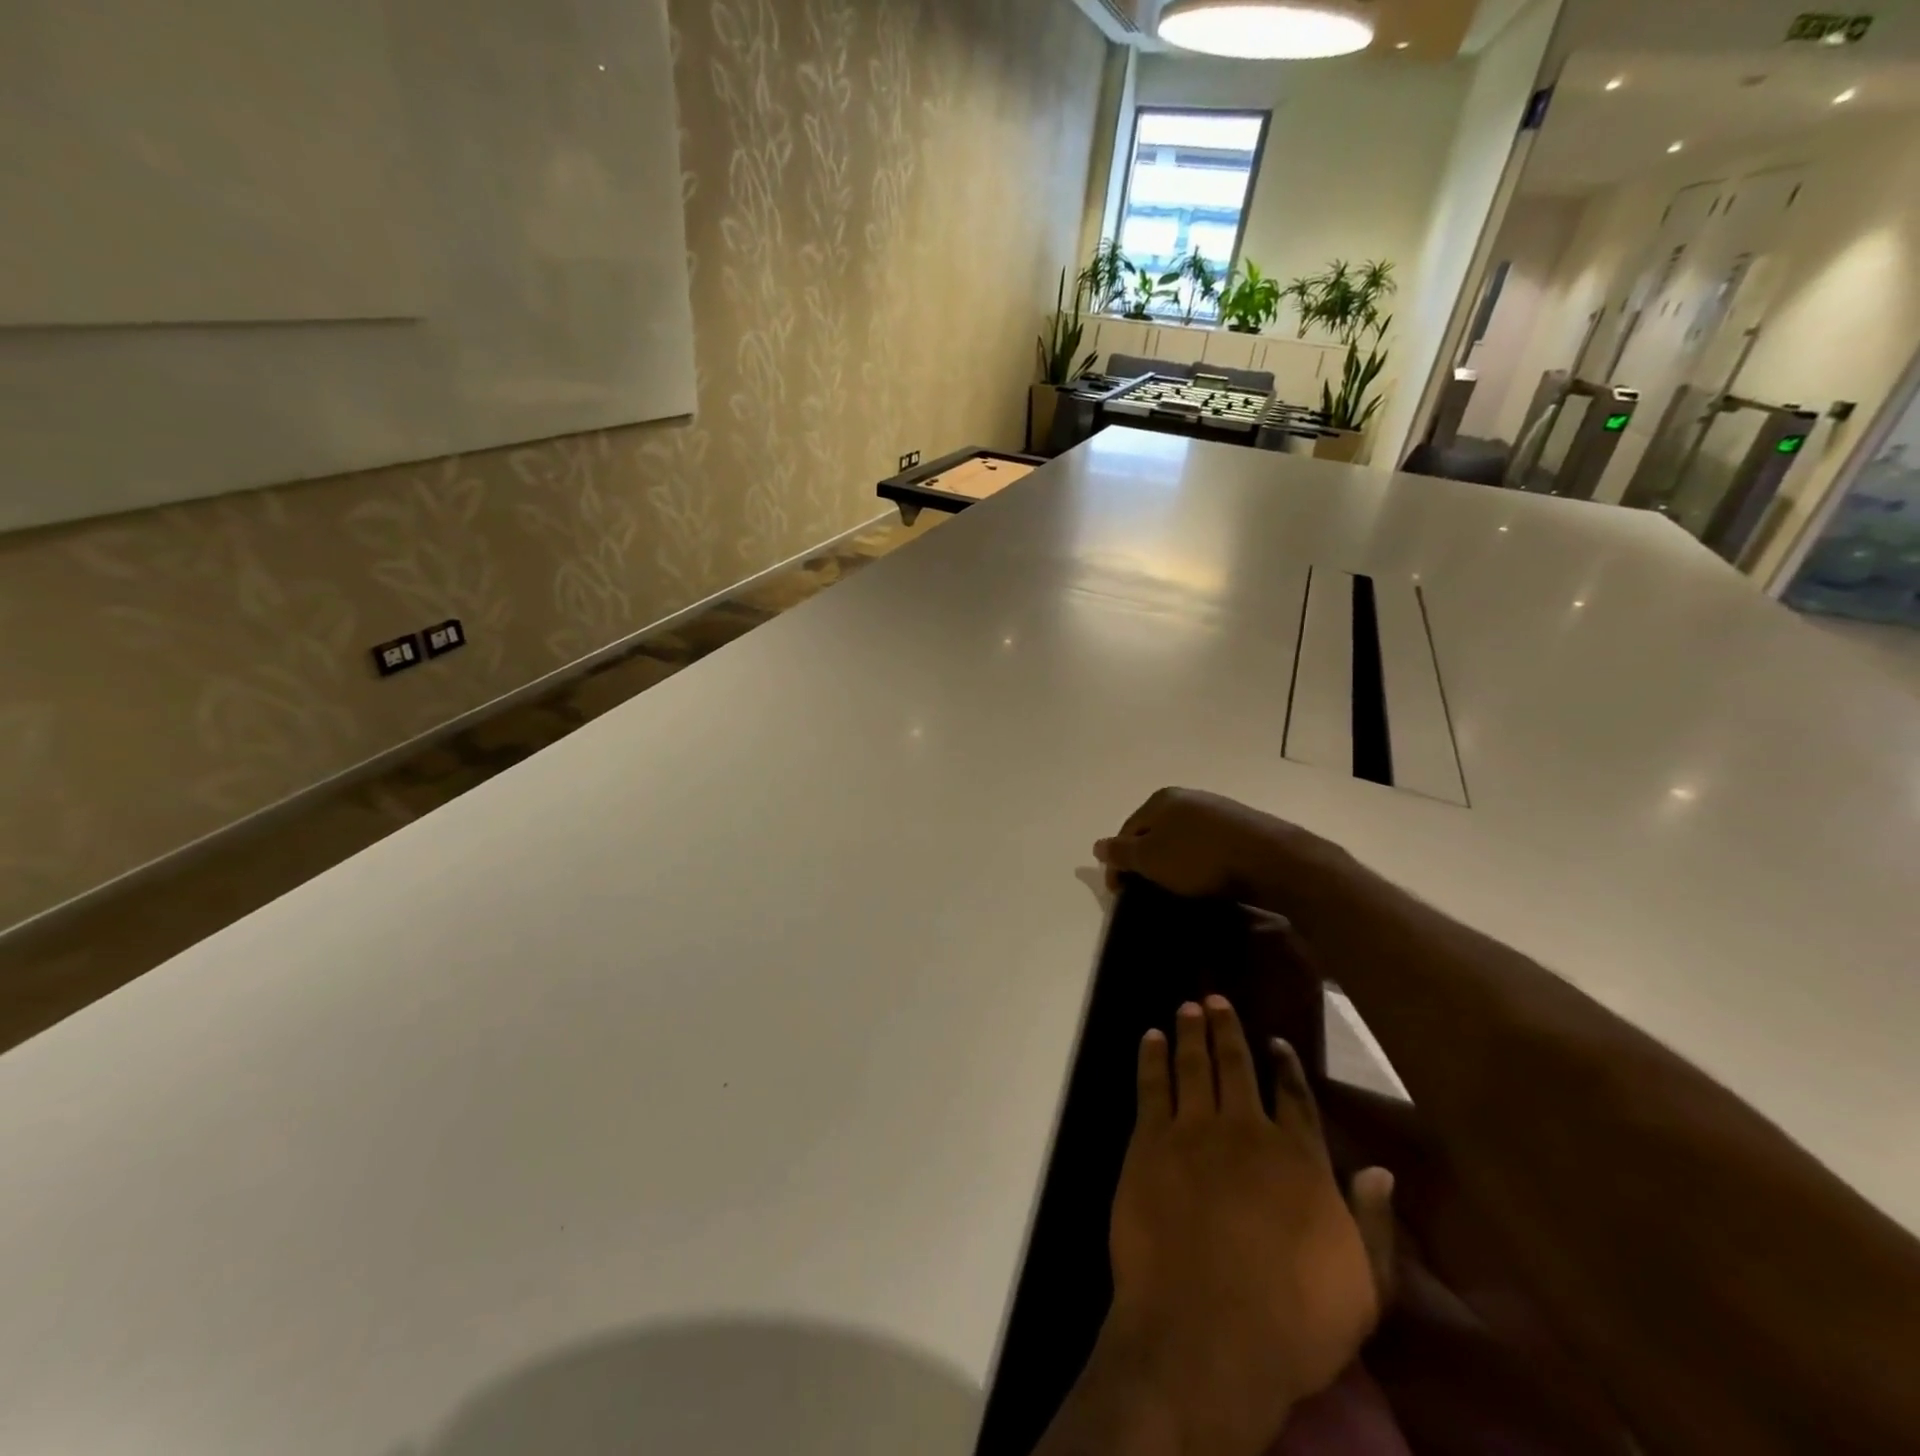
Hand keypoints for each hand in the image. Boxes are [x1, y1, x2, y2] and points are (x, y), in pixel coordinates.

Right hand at [1095, 788, 1339, 901]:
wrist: (1269, 859)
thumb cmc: (1199, 858)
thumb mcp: (1150, 859)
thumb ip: (1121, 852)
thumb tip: (1097, 845)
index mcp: (1161, 799)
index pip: (1127, 830)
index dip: (1117, 861)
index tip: (1119, 892)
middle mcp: (1188, 797)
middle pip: (1154, 831)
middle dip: (1146, 859)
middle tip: (1145, 889)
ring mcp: (1217, 810)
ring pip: (1182, 838)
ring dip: (1173, 861)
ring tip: (1175, 888)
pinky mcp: (1242, 827)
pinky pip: (1207, 845)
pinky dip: (1199, 862)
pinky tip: (1205, 880)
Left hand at [1100, 996, 1393, 1455]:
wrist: (1206, 1332)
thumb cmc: (1293, 1322)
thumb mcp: (1361, 1287)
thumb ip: (1371, 1222)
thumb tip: (1380, 1170)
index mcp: (1299, 1160)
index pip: (1295, 1098)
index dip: (1285, 1067)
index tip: (1276, 1042)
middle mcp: (1247, 1130)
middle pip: (1237, 1066)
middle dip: (1227, 1030)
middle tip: (1216, 999)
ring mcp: (1195, 1131)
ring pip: (1194, 1065)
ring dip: (1191, 1032)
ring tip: (1189, 1007)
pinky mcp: (1150, 1142)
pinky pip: (1152, 1086)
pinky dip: (1152, 1057)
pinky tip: (1151, 1037)